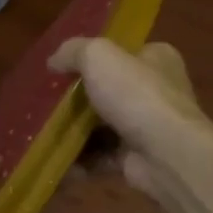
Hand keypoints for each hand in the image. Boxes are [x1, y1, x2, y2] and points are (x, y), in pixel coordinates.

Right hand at [48, 37, 207, 201]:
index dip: (93, 58)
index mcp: (157, 59)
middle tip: (48, 103)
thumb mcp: (98, 56)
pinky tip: (57, 160)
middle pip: (109, 91)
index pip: (124, 53)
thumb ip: (73, 51)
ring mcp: (149, 127)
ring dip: (75, 132)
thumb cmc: (136, 95)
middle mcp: (157, 91)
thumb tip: (53, 61)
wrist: (167, 155)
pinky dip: (81, 160)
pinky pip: (102, 157)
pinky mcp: (138, 158)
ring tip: (45, 132)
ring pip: (102, 126)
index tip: (62, 69)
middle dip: (78, 99)